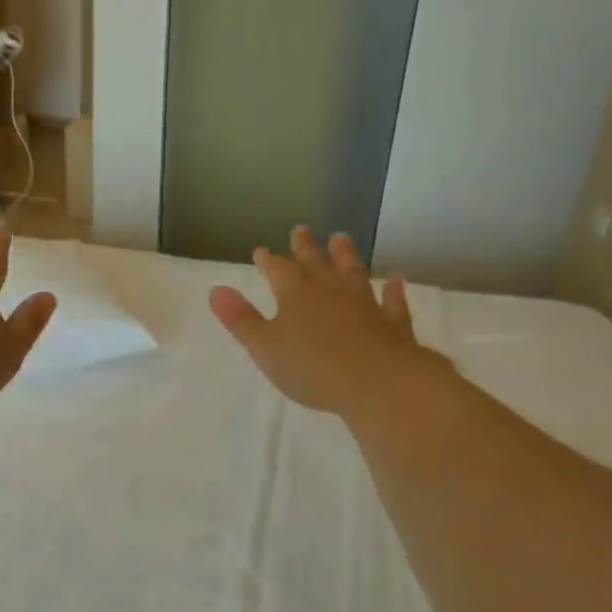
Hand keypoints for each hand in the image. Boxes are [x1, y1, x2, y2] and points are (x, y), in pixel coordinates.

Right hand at [209, 226, 444, 416]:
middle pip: (315, 263)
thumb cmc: (313, 368)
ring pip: (352, 273)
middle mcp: (330, 292)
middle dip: (305, 247)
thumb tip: (216, 289)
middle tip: (301, 228)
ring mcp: (364, 305)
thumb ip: (241, 319)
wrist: (377, 382)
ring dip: (346, 255)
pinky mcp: (391, 323)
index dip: (269, 260)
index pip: (278, 271)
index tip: (262, 251)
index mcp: (296, 296)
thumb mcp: (265, 347)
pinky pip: (392, 301)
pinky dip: (393, 289)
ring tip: (342, 237)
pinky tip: (395, 278)